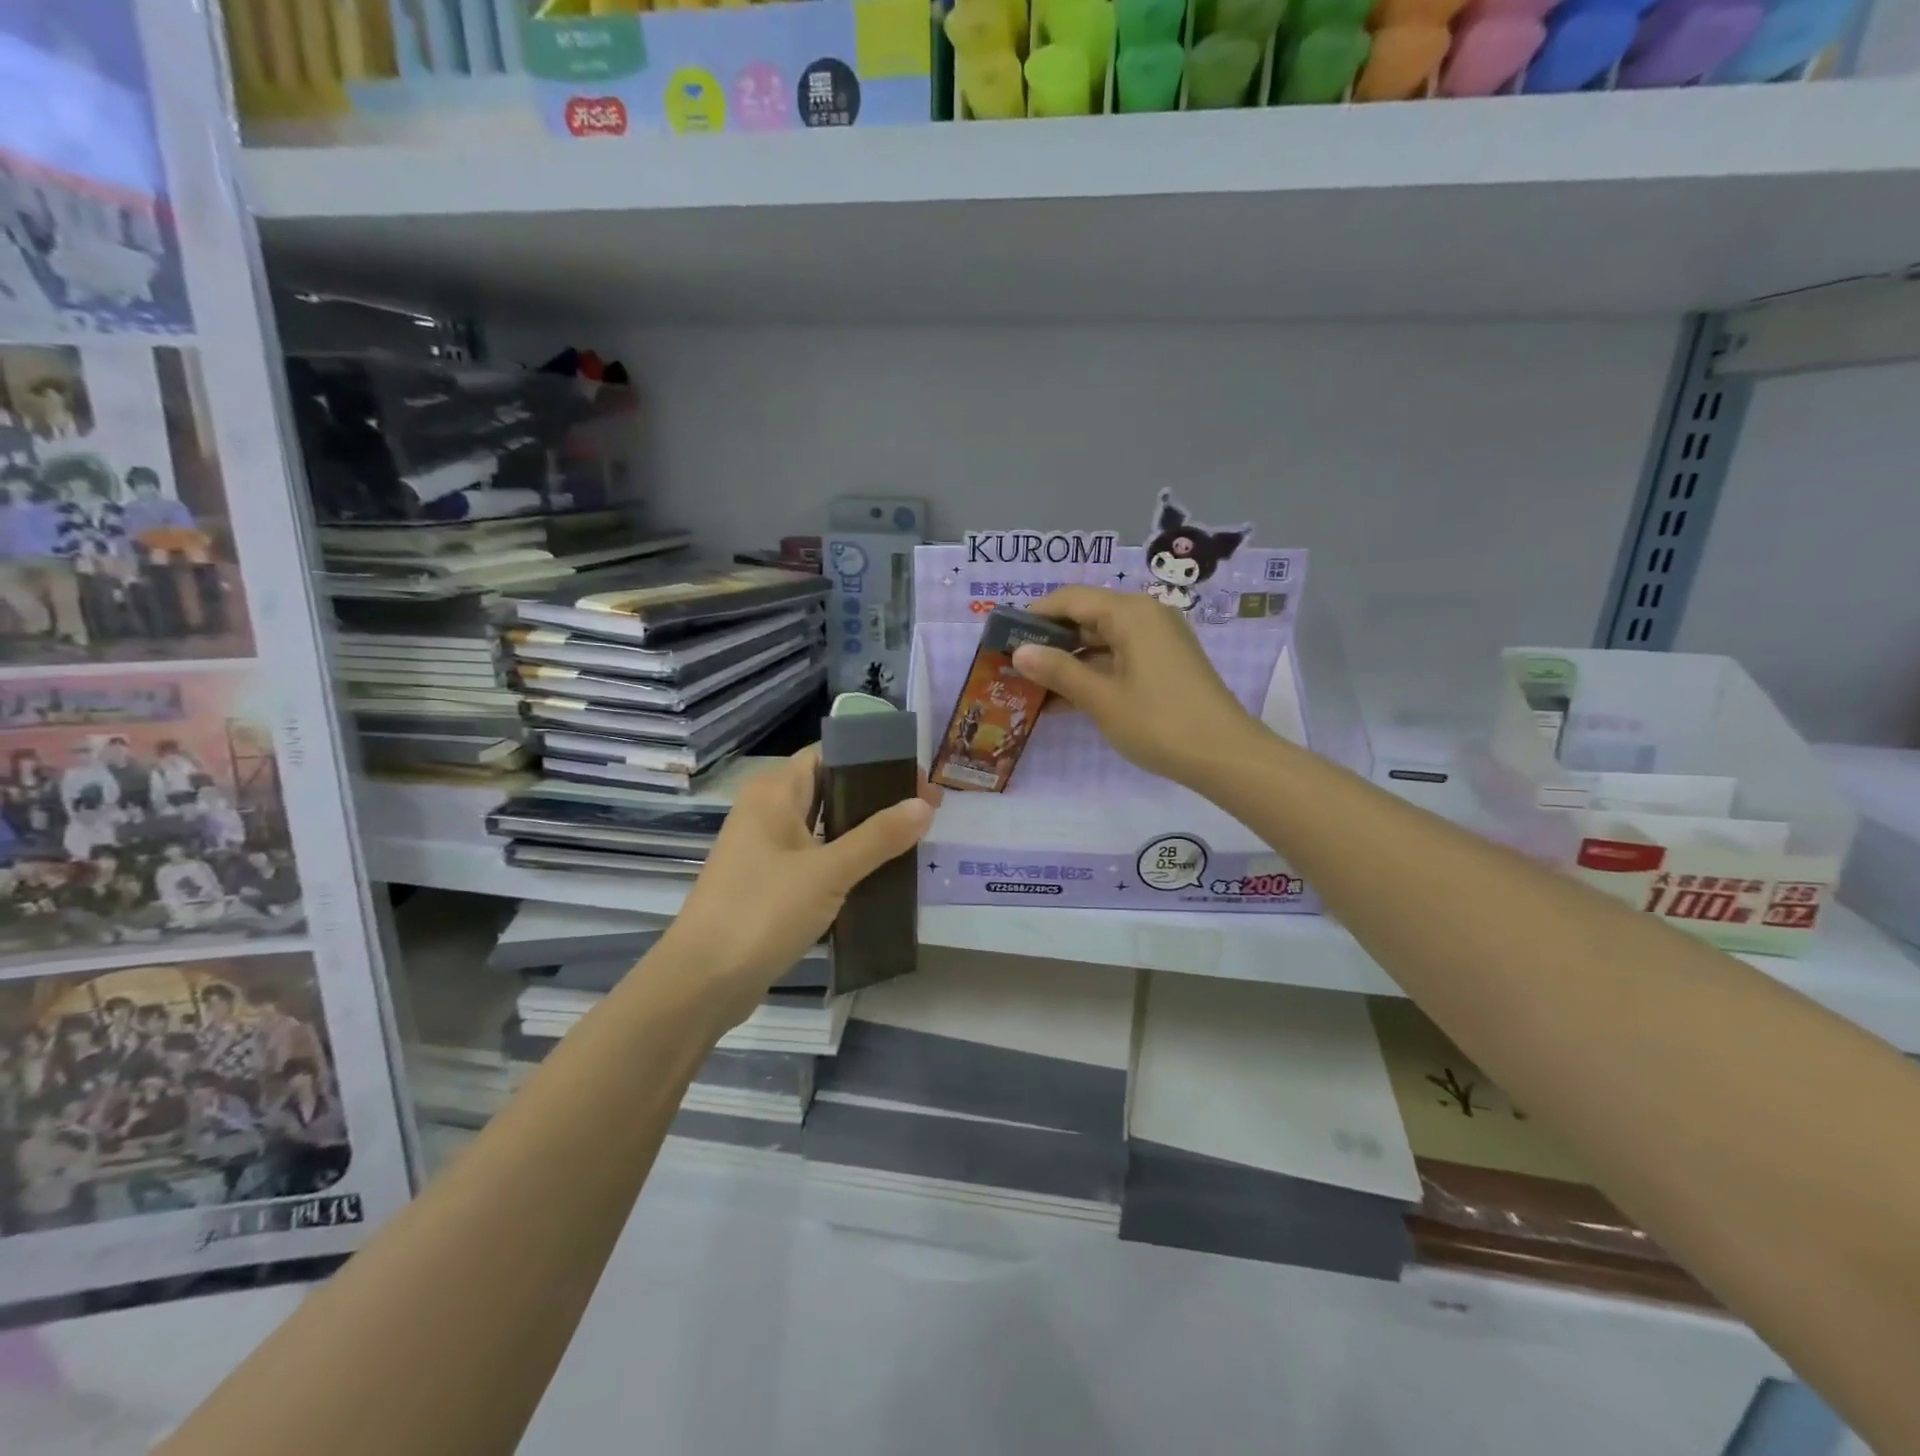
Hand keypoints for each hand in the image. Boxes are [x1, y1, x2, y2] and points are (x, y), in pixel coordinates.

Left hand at [657, 746, 934, 1024]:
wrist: (702, 982)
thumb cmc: (762, 912)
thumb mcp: (827, 872)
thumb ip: (878, 837)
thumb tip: (924, 805)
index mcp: (774, 792)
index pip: (829, 754)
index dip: (875, 760)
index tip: (918, 778)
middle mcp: (768, 811)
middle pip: (830, 788)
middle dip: (877, 797)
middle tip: (926, 811)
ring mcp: (766, 849)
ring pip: (825, 826)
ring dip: (864, 831)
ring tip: (913, 839)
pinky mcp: (770, 882)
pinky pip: (816, 858)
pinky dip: (847, 860)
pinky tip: (880, 875)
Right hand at [1012, 585, 1260, 787]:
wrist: (1225, 756)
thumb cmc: (1158, 722)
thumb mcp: (1101, 698)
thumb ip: (1059, 670)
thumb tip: (1019, 651)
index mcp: (1130, 613)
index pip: (1070, 599)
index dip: (1033, 614)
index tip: (1002, 636)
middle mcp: (1146, 616)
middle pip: (1086, 616)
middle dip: (1049, 640)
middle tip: (1012, 664)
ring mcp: (1158, 641)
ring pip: (1101, 640)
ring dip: (1068, 661)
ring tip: (1031, 686)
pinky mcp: (1165, 664)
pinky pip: (1119, 658)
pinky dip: (1092, 673)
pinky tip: (1064, 700)